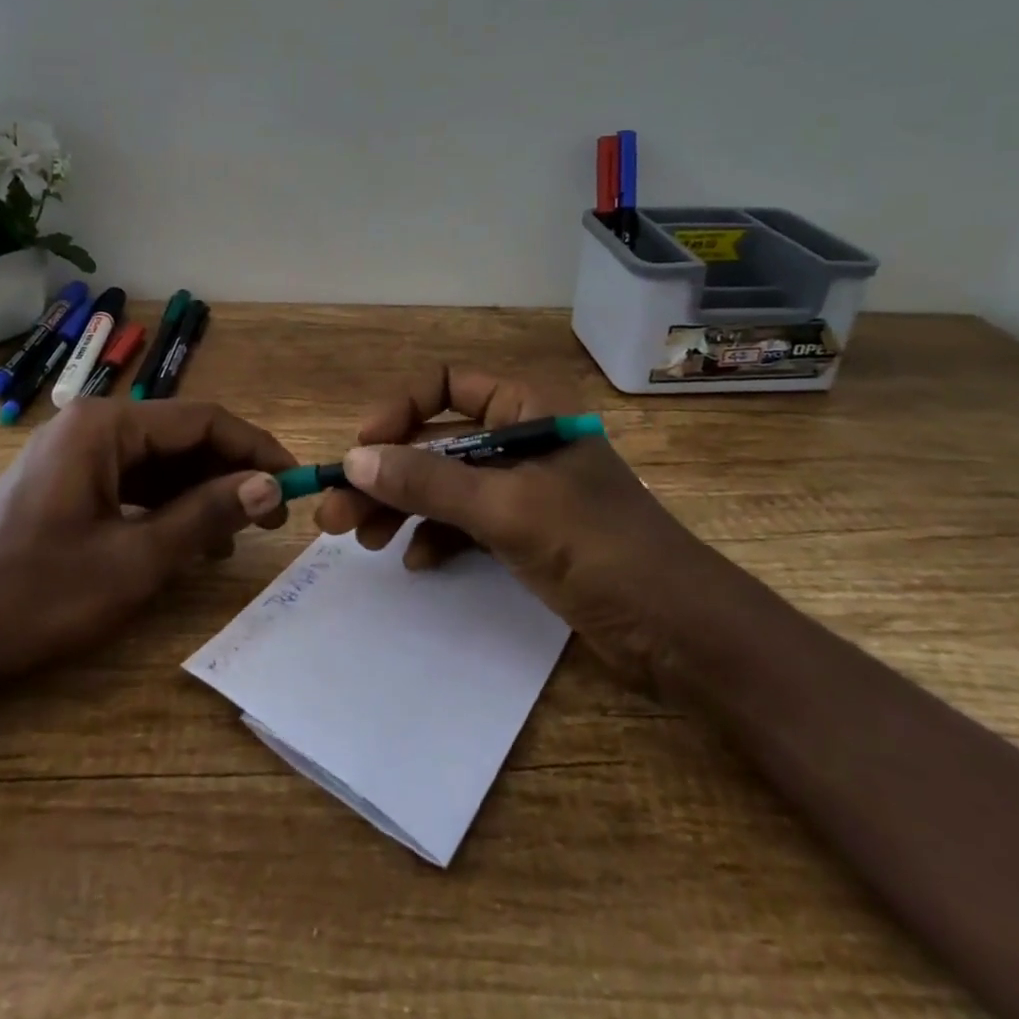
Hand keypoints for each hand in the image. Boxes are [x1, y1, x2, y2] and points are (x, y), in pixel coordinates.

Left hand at [0, 398, 294, 695]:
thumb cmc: (33, 595)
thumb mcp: (133, 561)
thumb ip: (206, 517)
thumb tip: (271, 487)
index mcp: (106, 426)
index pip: (203, 420)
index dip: (255, 449)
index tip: (295, 482)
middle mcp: (92, 426)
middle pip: (182, 437)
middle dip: (230, 473)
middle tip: (272, 517)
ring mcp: (75, 455)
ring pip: (159, 462)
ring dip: (202, 492)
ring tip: (239, 534)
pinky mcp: (65, 484)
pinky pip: (132, 483)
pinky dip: (167, 506)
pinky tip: (190, 539)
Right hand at [314, 367, 714, 689]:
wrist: (681, 633)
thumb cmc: (600, 549)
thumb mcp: (508, 510)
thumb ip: (430, 481)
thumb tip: (356, 459)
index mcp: (525, 409)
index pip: (444, 384)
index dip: (398, 411)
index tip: (361, 451)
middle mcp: (518, 439)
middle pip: (434, 440)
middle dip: (386, 474)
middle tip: (337, 514)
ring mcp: (521, 488)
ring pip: (443, 483)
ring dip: (401, 507)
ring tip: (363, 541)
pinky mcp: (524, 531)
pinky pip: (464, 521)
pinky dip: (436, 536)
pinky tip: (417, 561)